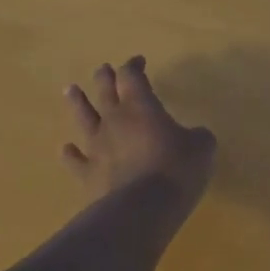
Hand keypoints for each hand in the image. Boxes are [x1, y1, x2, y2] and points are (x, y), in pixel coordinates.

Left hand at [63, 57, 216, 204]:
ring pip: (82, 118)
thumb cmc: (177, 169)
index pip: (132, 76)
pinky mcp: (88, 174)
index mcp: (141, 106)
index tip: (139, 61)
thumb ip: (197, 136)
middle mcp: (114, 120)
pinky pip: (75, 160)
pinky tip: (66, 149)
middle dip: (105, 77)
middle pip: (104, 90)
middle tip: (104, 69)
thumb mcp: (202, 147)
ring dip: (77, 103)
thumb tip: (194, 136)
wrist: (142, 209)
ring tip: (70, 90)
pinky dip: (70, 153)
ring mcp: (97, 147)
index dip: (134, 66)